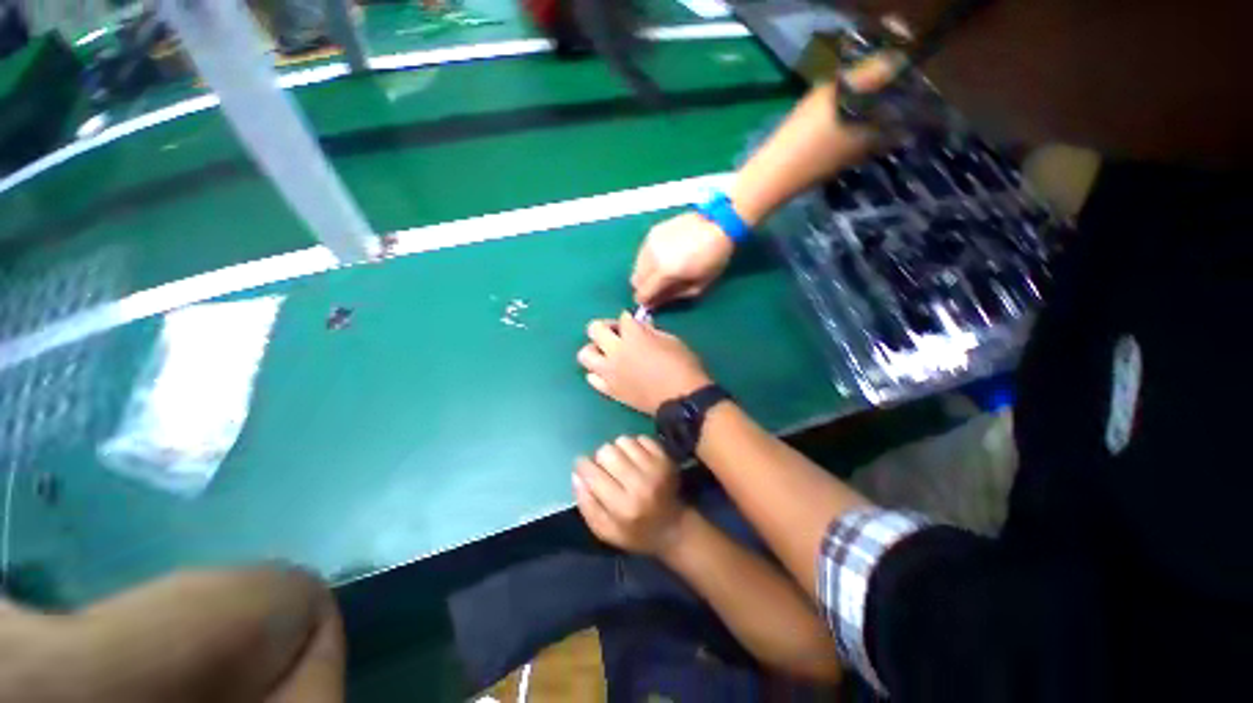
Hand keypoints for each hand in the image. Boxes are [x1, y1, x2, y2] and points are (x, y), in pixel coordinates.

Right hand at [573, 436, 690, 554]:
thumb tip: (577, 475)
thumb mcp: (605, 531)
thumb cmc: (635, 532)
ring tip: (621, 461)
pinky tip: (635, 457)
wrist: (672, 527)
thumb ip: (587, 505)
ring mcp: (655, 469)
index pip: (593, 474)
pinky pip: (641, 438)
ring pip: (624, 441)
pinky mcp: (665, 459)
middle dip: (601, 457)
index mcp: (623, 507)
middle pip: (607, 451)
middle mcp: (640, 485)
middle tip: (605, 466)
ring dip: (618, 449)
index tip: (583, 466)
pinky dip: (634, 445)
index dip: (583, 466)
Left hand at [577, 311, 712, 415]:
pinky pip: (592, 379)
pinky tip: (609, 372)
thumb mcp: (671, 341)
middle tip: (617, 334)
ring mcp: (609, 372)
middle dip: (605, 327)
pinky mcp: (610, 390)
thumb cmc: (682, 367)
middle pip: (594, 329)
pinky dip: (598, 373)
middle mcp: (615, 352)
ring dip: (595, 349)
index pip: (622, 318)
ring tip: (607, 353)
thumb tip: (641, 326)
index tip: (635, 322)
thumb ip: (651, 331)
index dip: (629, 318)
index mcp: (633, 336)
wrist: (681, 401)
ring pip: (585, 355)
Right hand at [632, 211, 734, 306]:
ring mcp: (650, 242)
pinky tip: (662, 258)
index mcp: (664, 272)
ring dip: (644, 273)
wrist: (718, 224)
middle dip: (643, 287)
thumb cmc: (712, 259)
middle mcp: (652, 257)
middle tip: (657, 288)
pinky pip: (642, 253)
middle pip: (635, 279)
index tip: (651, 304)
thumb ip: (673, 296)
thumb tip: (654, 303)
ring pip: (636, 265)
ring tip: (660, 273)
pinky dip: (648, 260)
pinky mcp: (652, 232)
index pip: (642, 293)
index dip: (645, 302)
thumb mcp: (698, 286)